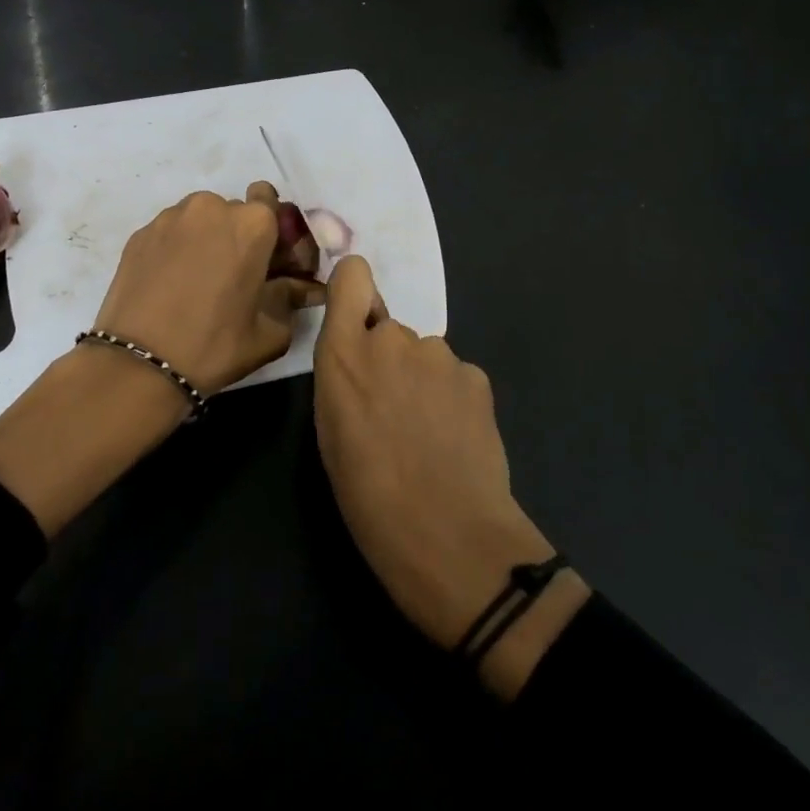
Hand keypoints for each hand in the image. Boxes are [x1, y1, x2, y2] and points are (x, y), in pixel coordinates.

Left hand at [93, 181, 323, 394]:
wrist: (139, 364)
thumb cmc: (215, 345)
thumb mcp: (271, 331)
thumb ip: (292, 298)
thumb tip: (304, 287)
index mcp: (253, 224)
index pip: (271, 202)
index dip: (273, 232)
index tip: (268, 262)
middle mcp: (212, 207)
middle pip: (235, 212)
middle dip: (239, 237)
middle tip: (234, 276)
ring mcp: (170, 218)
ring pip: (200, 220)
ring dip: (206, 240)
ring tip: (198, 281)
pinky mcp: (139, 234)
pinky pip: (171, 233)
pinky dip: (176, 249)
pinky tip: (171, 285)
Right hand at [312, 257, 589, 698]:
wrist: (446, 534)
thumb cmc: (368, 496)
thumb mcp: (331, 433)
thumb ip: (345, 378)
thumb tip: (364, 363)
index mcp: (343, 354)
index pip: (353, 276)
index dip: (356, 289)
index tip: (357, 317)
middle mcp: (391, 339)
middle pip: (388, 329)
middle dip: (390, 360)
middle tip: (393, 413)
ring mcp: (439, 354)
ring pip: (425, 356)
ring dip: (423, 381)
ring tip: (427, 435)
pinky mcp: (477, 375)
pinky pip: (456, 377)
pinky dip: (454, 399)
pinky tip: (456, 440)